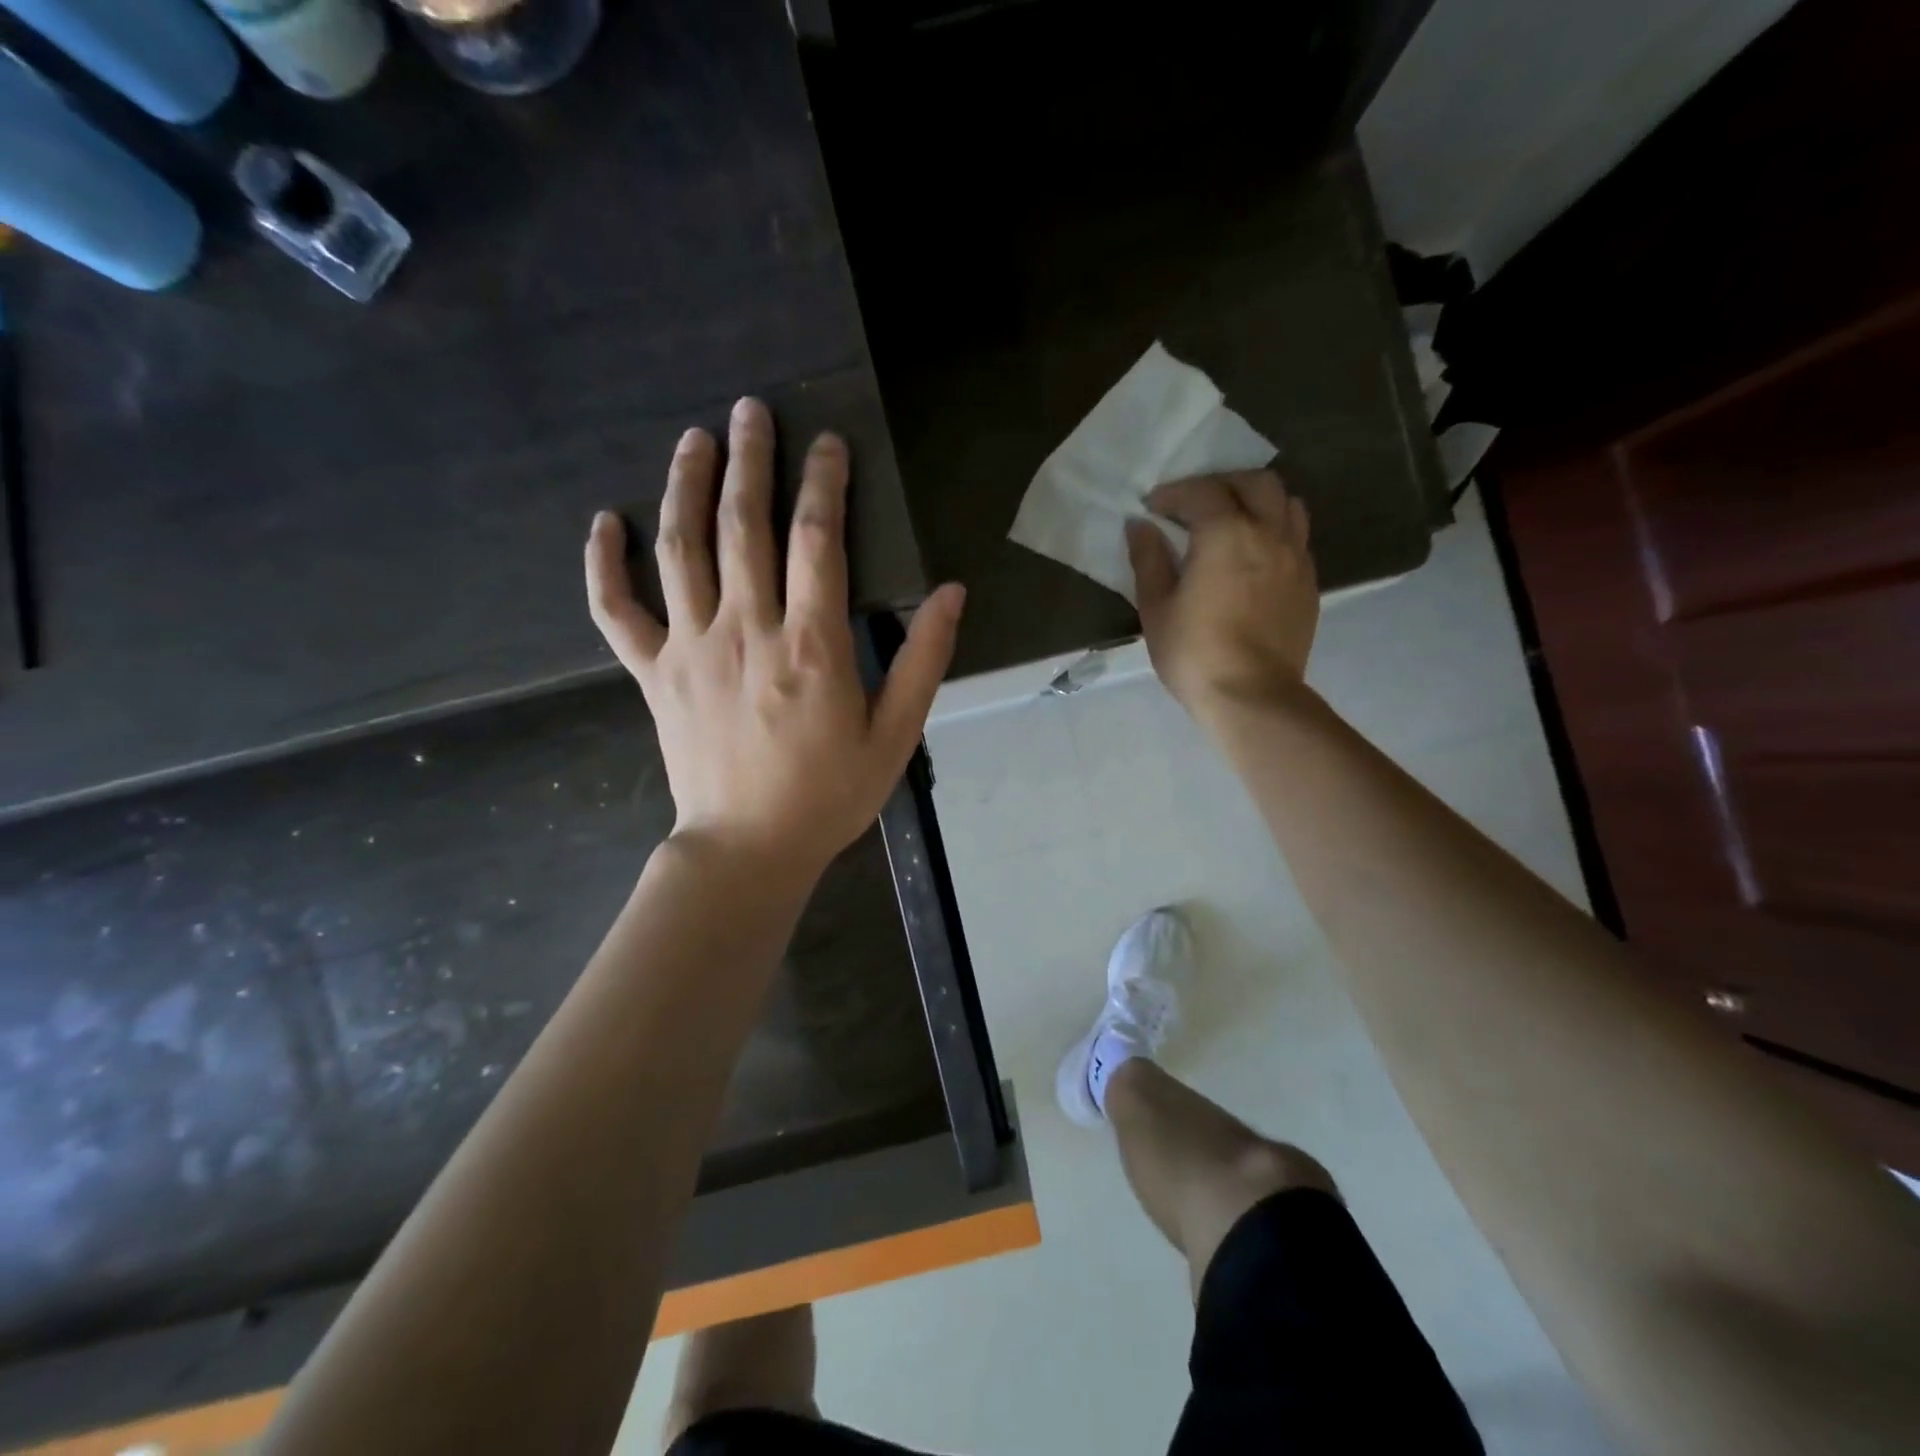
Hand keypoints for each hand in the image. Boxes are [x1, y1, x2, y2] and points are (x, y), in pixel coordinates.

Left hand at [586, 398, 964, 880]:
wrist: (747, 850)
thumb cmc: (828, 796)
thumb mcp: (895, 735)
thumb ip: (923, 660)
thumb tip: (950, 592)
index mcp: (810, 645)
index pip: (817, 540)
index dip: (824, 483)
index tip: (828, 443)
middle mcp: (745, 630)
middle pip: (743, 525)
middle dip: (751, 460)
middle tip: (751, 409)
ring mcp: (690, 648)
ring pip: (680, 548)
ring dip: (686, 485)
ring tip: (694, 438)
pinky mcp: (653, 673)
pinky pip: (615, 610)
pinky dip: (603, 565)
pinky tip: (603, 522)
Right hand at [1127, 470, 1317, 722]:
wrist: (1251, 696)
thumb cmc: (1194, 653)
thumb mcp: (1156, 608)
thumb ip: (1149, 560)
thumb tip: (1140, 525)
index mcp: (1226, 534)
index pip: (1202, 492)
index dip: (1174, 493)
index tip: (1153, 507)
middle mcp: (1269, 533)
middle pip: (1255, 483)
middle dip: (1223, 484)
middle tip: (1196, 505)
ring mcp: (1296, 557)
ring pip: (1287, 504)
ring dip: (1258, 502)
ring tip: (1233, 522)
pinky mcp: (1309, 583)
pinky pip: (1297, 537)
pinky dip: (1275, 531)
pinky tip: (1254, 556)